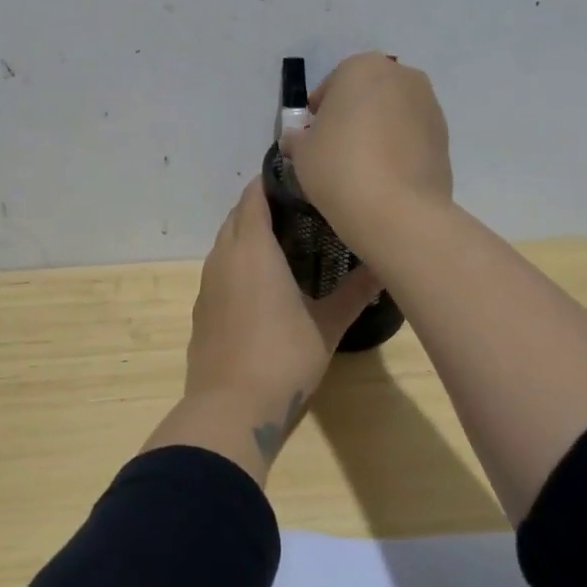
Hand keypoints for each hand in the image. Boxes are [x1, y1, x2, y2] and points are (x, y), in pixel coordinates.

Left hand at [176, 179, 378, 472]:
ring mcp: (207, 283)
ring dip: (248, 233)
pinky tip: (262, 282)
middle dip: (263, 205)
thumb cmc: (283, 357)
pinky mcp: (201, 308)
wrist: (230, 408)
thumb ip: (355, 292)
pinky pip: (219, 269)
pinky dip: (237, 262)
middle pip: (238, 215)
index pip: (255, 196)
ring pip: (225, 242)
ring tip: (285, 241)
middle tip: (302, 209)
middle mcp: (223, 257)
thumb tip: (385, 266)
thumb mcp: (327, 325)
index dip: (273, 181)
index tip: (301, 178)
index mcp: (252, 249)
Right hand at [282, 52, 451, 250]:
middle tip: (336, 149)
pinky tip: (385, 177)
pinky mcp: (445, 136)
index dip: (318, 112)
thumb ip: (298, 138)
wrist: (398, 211)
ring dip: (378, 130)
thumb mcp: (301, 152)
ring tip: (363, 166)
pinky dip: (399, 148)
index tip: (312, 138)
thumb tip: (297, 138)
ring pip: (393, 113)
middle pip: (367, 93)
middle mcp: (401, 76)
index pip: (332, 84)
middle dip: (353, 115)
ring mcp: (429, 105)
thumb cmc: (339, 168)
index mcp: (362, 67)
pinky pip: (412, 136)